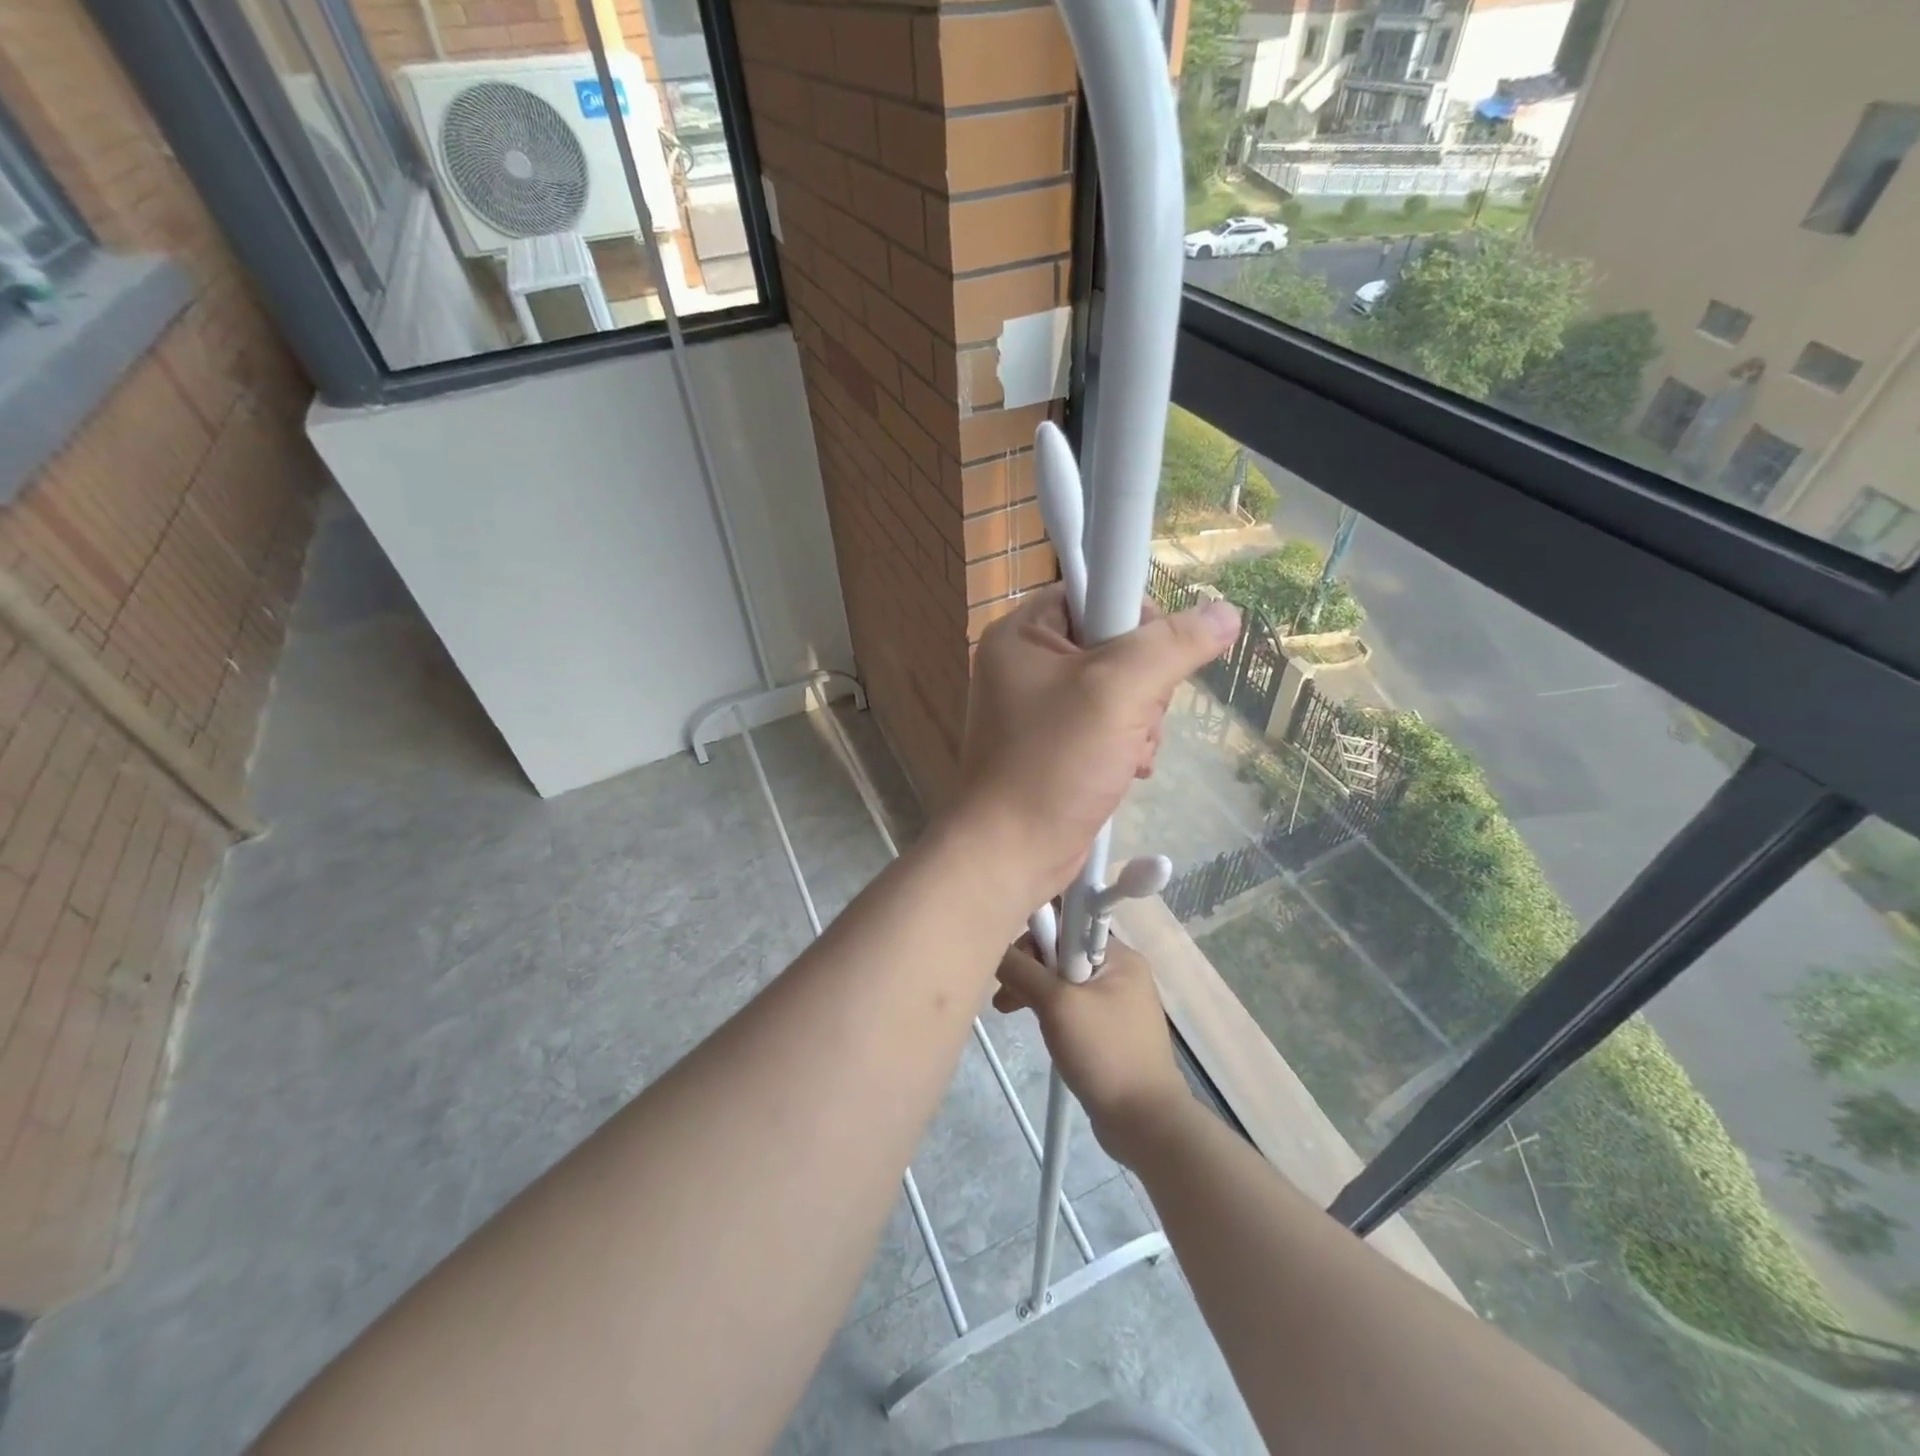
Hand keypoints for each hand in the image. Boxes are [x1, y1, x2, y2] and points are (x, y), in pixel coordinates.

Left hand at [953, 587, 1238, 902]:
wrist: (1011, 853)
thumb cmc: (1053, 764)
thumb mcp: (1117, 692)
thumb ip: (1172, 646)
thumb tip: (1225, 613)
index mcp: (1023, 633)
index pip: (1094, 591)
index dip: (1132, 618)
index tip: (1150, 659)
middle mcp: (1028, 663)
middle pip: (1115, 643)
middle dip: (1143, 685)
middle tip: (1133, 717)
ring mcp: (1041, 707)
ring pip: (1122, 689)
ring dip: (1141, 721)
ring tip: (1128, 752)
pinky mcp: (1056, 744)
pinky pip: (1110, 724)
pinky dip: (1128, 744)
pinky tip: (1126, 769)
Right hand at [994, 935, 1193, 1166]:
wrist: (1145, 1122)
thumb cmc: (1104, 1053)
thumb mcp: (1057, 1005)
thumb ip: (1024, 969)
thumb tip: (995, 944)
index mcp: (1118, 955)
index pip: (1066, 925)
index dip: (1034, 937)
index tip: (1010, 962)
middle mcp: (1120, 970)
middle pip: (1062, 952)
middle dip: (1029, 968)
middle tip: (1004, 996)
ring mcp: (1116, 1002)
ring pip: (1063, 981)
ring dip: (1034, 990)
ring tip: (1007, 1011)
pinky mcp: (1109, 1029)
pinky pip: (1072, 1005)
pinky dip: (1049, 1010)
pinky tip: (1034, 1025)